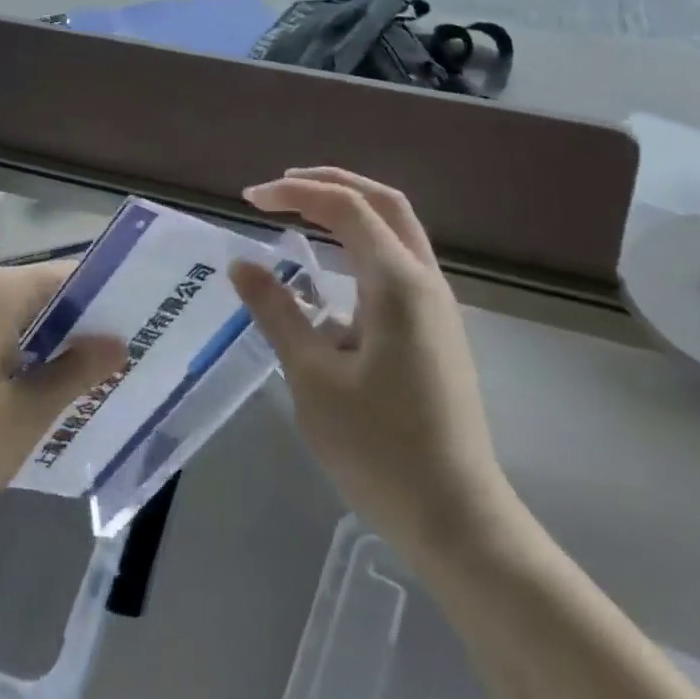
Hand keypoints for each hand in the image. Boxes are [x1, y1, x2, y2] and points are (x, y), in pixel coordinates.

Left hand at [0, 262, 126, 541]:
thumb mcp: (24, 415)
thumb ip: (74, 372)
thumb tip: (116, 344)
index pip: (64, 275)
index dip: (102, 296)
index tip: (135, 320)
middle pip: (38, 292)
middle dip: (78, 321)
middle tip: (119, 351)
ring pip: (13, 314)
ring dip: (48, 339)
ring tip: (88, 371)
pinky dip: (17, 349)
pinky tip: (37, 384)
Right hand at [229, 168, 514, 559]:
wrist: (456, 515)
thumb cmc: (378, 447)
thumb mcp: (312, 377)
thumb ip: (277, 311)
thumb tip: (242, 264)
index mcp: (397, 283)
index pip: (345, 207)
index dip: (294, 192)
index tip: (249, 199)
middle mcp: (424, 280)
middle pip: (383, 202)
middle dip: (331, 183)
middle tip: (280, 188)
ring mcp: (437, 304)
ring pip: (397, 229)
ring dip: (350, 210)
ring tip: (299, 214)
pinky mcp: (437, 328)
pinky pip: (399, 262)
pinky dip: (362, 244)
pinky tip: (330, 272)